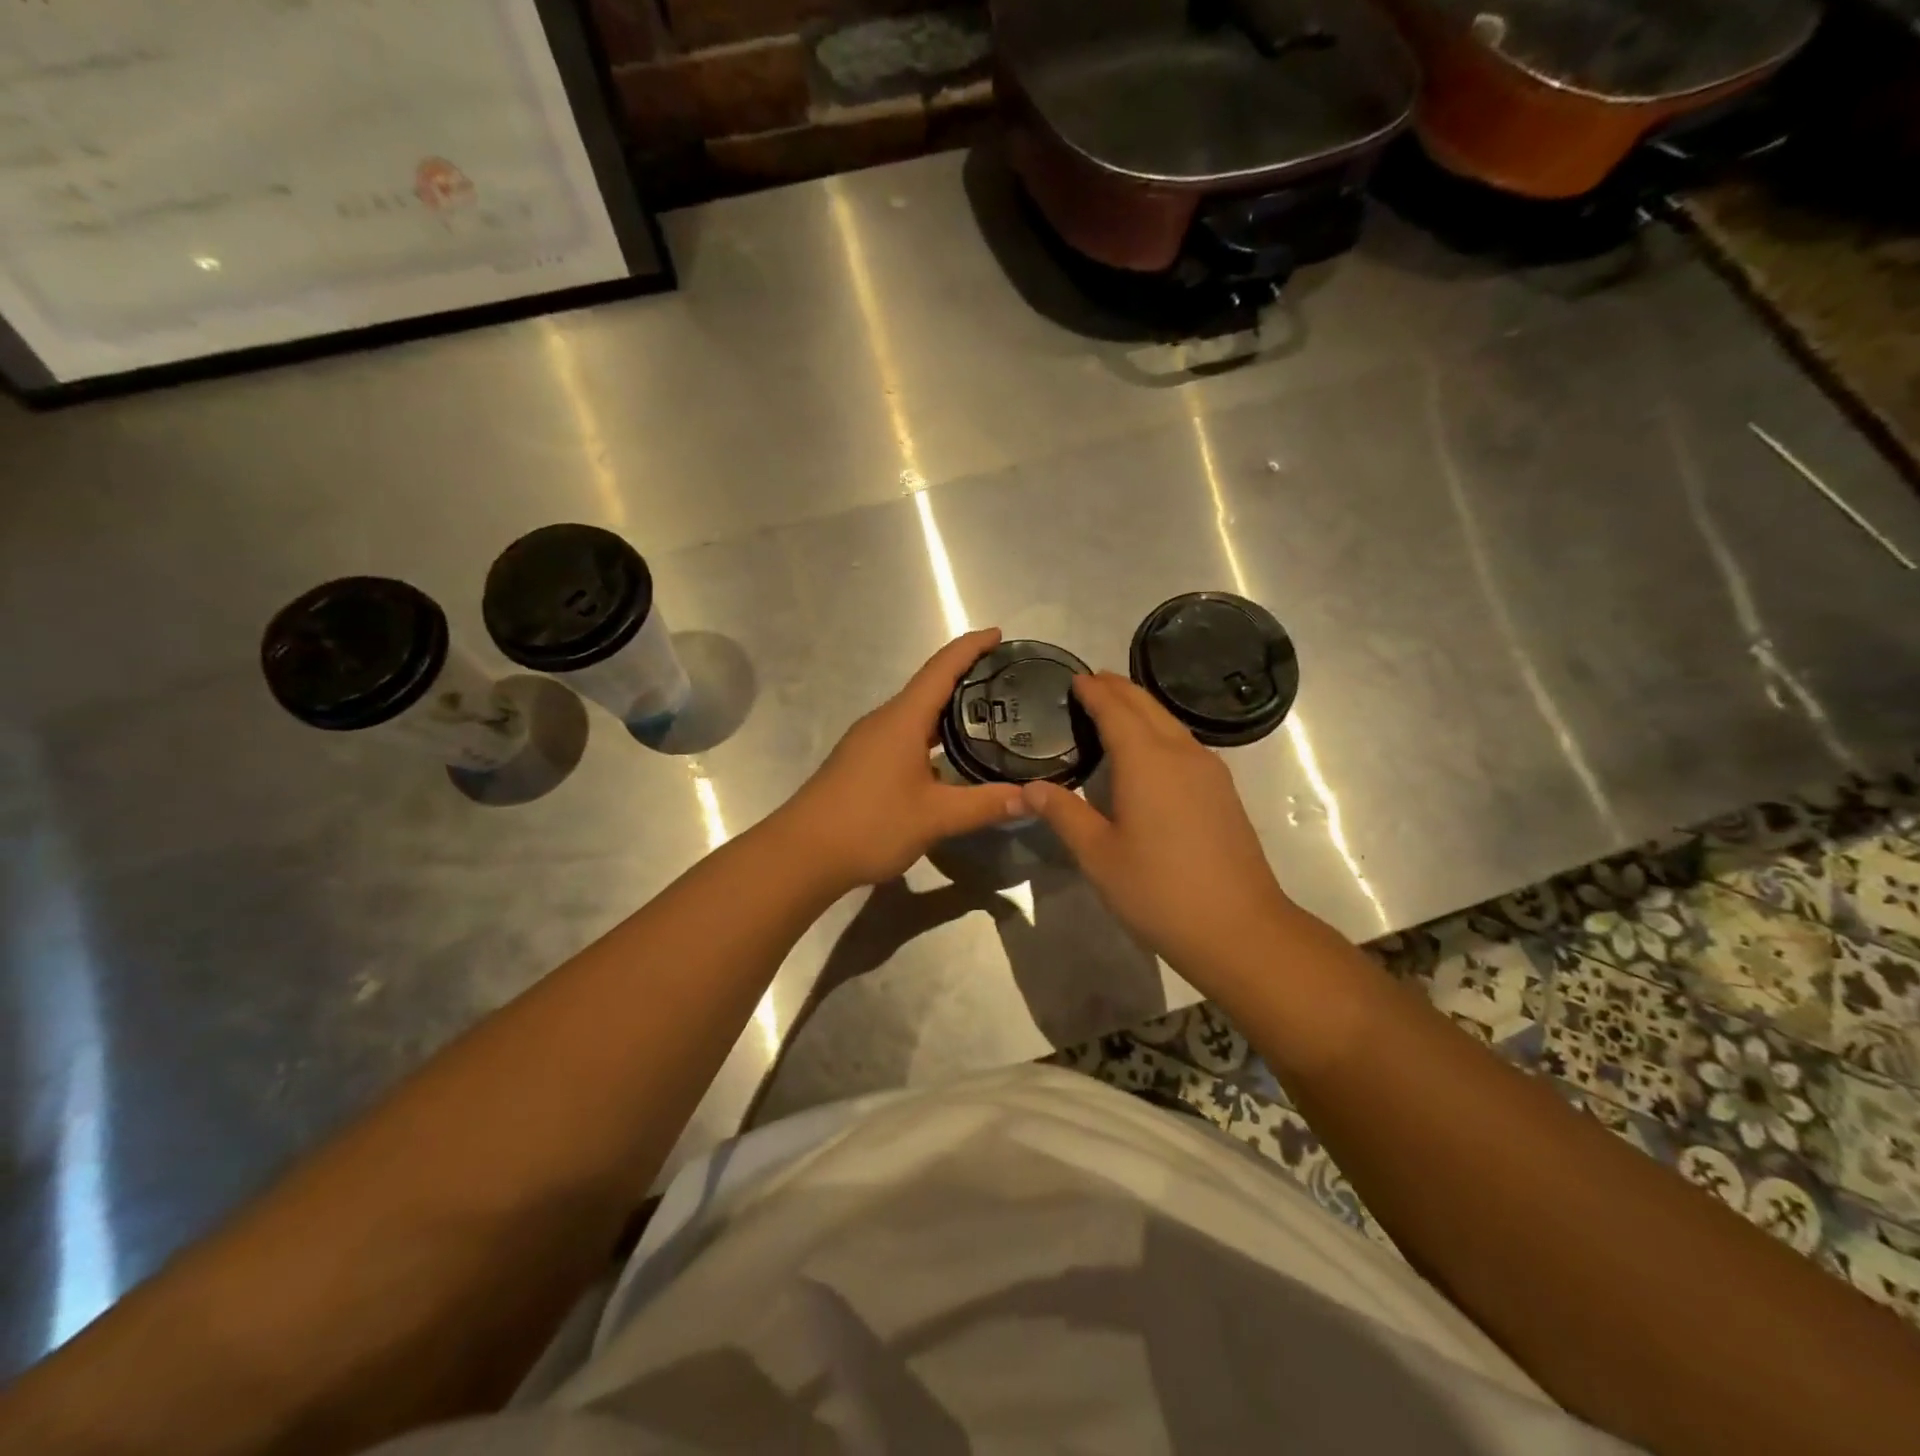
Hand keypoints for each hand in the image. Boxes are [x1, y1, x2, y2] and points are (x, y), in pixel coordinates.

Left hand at [782, 629, 1025, 890]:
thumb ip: (985, 804)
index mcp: (902, 719)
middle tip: (1007, 683)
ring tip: (988, 718)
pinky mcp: (862, 763)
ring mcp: (869, 742)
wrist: (802, 853)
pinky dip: (932, 737)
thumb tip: (1032, 797)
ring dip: (949, 711)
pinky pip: (904, 736)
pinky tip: (950, 761)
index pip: (942, 668)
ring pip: (916, 715)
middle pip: (929, 687)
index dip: (971, 647)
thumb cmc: (870, 824)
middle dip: (967, 678)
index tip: (999, 634)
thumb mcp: (935, 816)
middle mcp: (884, 721)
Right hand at [1021, 672, 1292, 993]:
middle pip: (1147, 706)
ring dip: (1141, 708)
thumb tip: (1028, 789)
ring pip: (1170, 723)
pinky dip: (1159, 731)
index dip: (1094, 691)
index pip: (1116, 710)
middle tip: (1092, 682)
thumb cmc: (1158, 890)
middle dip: (1118, 689)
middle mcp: (1181, 754)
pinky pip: (1185, 743)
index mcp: (1147, 761)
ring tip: (1115, 709)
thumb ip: (1063, 814)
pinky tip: (1150, 752)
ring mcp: (1209, 772)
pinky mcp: (1223, 792)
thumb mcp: (1098, 855)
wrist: (1239, 928)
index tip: (1075, 678)